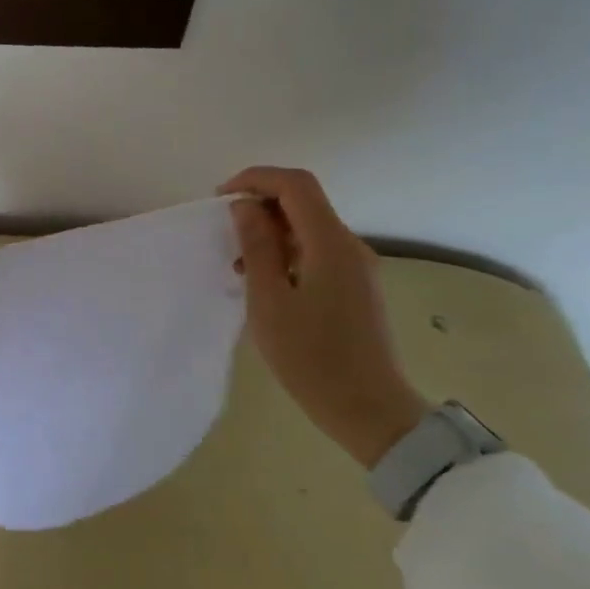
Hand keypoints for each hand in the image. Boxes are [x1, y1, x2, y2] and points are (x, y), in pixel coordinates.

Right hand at [218, 167, 427, 467]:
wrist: (368, 409)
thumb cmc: (311, 357)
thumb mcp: (269, 300)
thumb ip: (257, 246)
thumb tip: (245, 206)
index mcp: (330, 243)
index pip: (295, 184)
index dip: (256, 178)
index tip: (221, 198)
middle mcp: (350, 245)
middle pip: (304, 201)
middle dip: (261, 204)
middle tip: (225, 232)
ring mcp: (357, 266)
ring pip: (310, 226)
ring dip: (271, 231)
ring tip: (239, 264)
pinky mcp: (356, 286)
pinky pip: (318, 250)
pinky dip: (287, 252)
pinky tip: (266, 282)